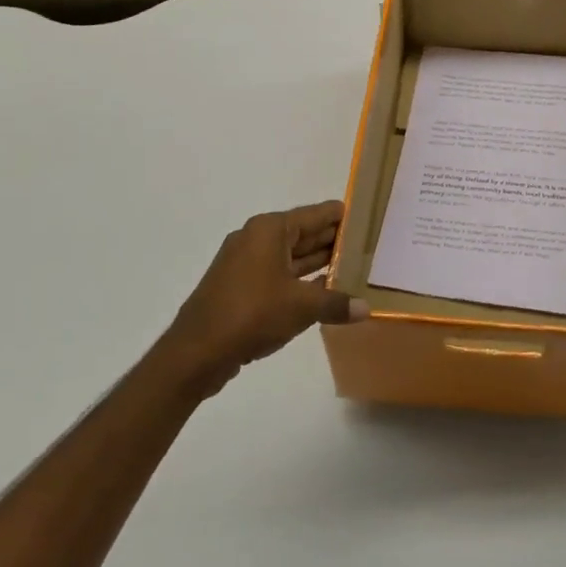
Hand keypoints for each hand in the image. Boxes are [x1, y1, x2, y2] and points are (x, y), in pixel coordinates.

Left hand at [156, 200, 367, 393]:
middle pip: (303, 233)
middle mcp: (256, 239)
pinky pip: (278, 275)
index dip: (341, 216)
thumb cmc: (252, 314)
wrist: (197, 351)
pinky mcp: (240, 287)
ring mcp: (245, 263)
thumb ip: (336, 303)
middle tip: (368, 245)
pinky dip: (300, 281)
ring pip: (291, 256)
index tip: (367, 217)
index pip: (314, 214)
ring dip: (318, 263)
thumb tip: (367, 308)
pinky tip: (324, 291)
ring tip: (353, 267)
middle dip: (333, 240)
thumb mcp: (302, 307)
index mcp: (269, 230)